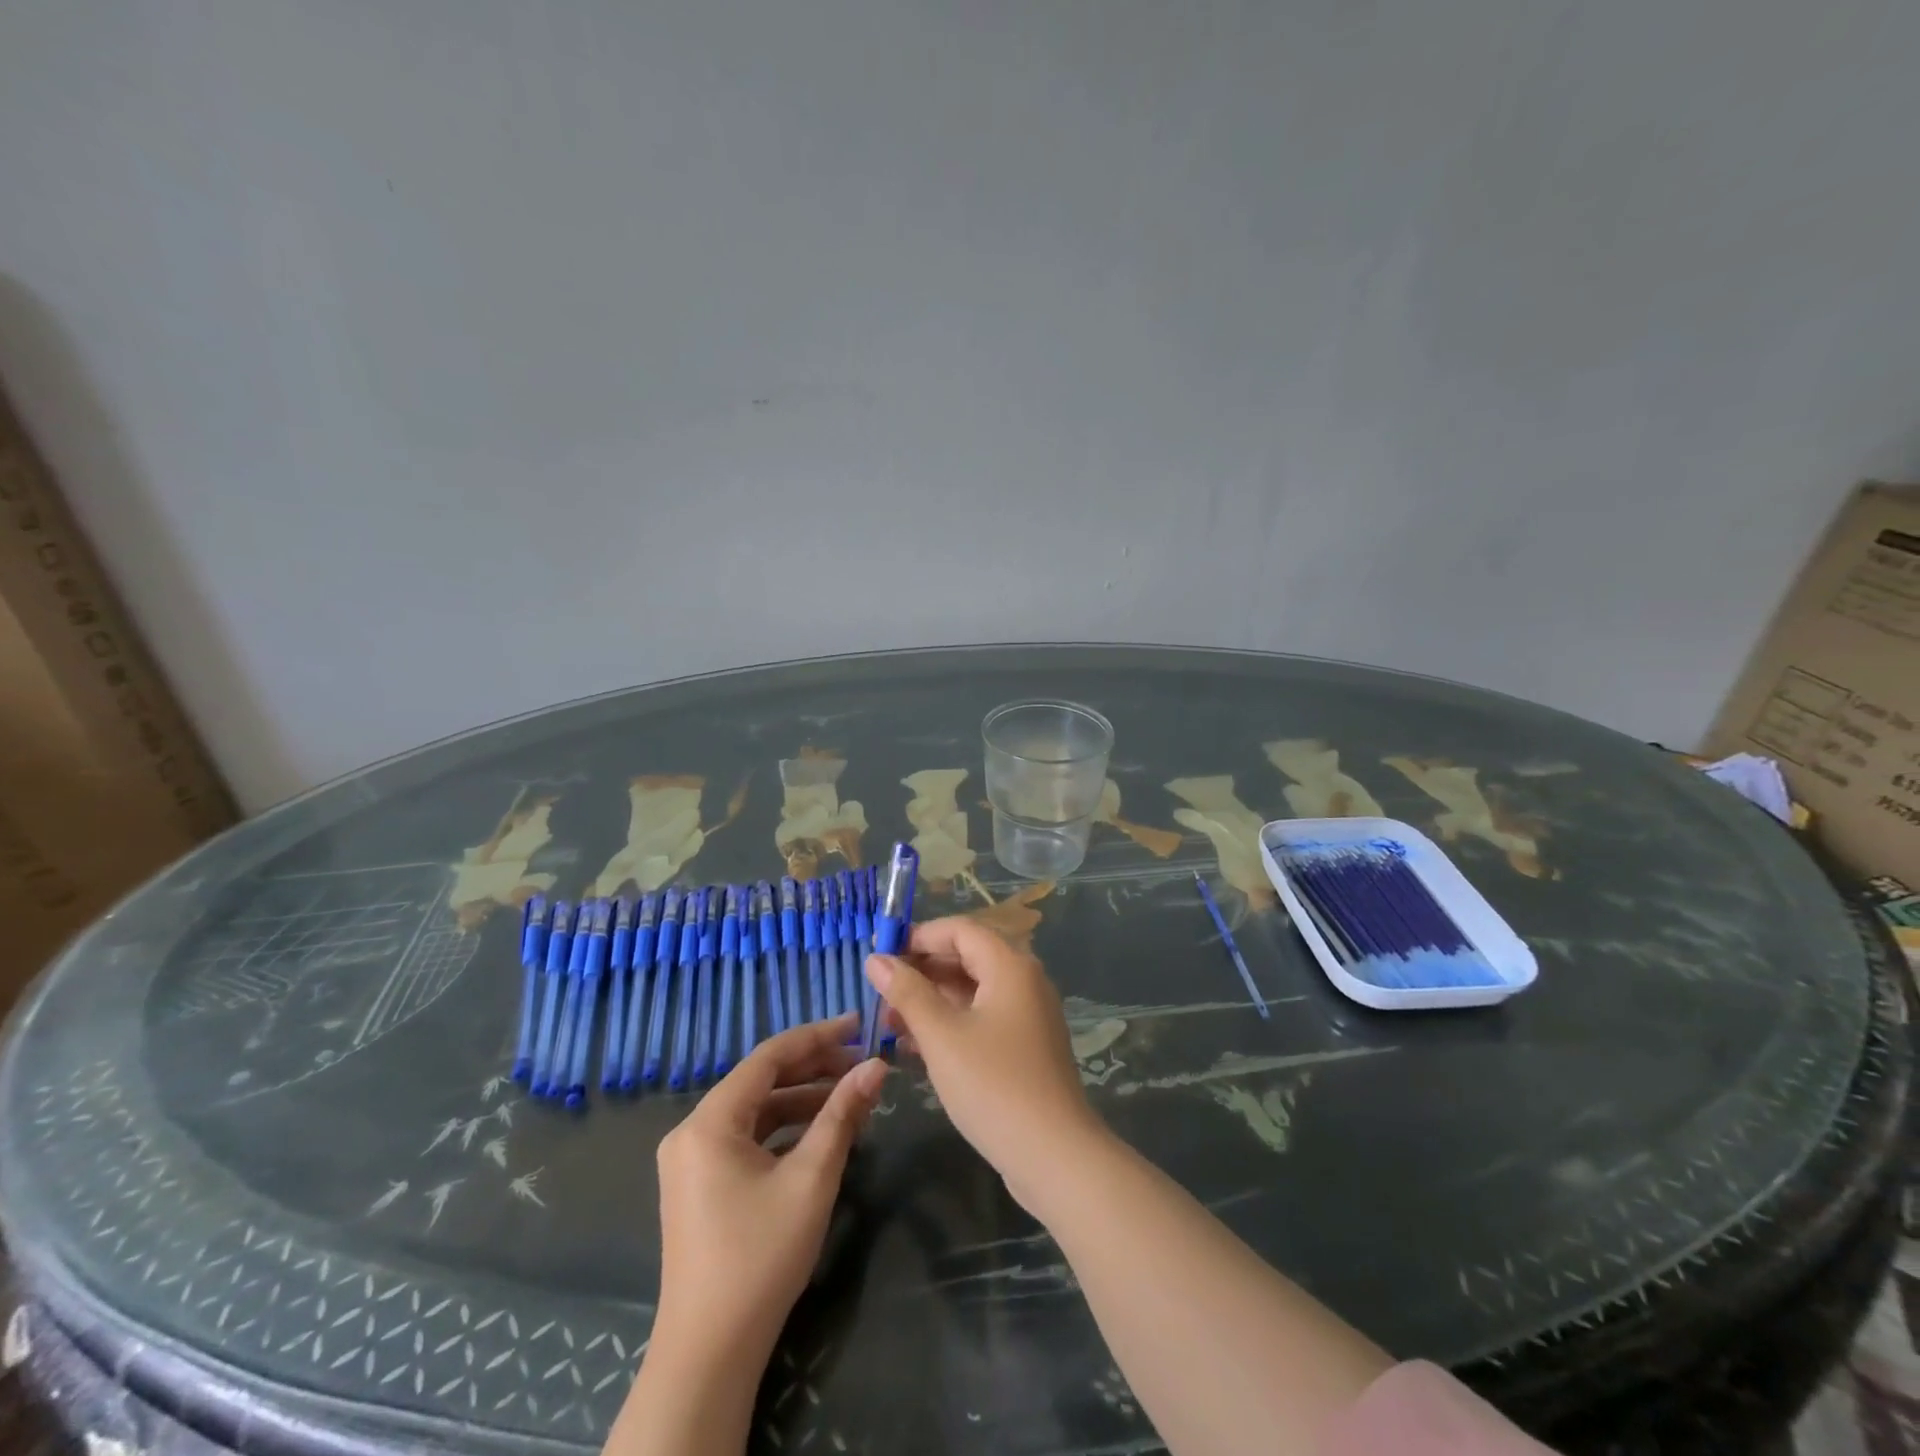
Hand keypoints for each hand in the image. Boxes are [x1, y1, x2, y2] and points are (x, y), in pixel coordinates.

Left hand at [652, 1014, 887, 1365]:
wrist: (710, 1354)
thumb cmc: (761, 1256)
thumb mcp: (811, 1178)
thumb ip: (843, 1114)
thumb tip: (876, 1065)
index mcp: (709, 1121)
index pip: (769, 1057)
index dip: (816, 1036)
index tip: (858, 1024)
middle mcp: (693, 1131)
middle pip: (760, 1080)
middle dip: (813, 1068)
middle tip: (862, 1061)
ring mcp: (692, 1161)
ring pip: (755, 1110)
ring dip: (802, 1099)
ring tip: (850, 1095)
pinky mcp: (700, 1185)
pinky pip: (747, 1137)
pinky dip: (784, 1129)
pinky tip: (820, 1132)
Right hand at [866, 917, 1103, 1209]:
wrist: (1055, 1157)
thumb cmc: (993, 1085)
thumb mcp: (941, 1036)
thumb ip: (907, 992)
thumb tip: (875, 958)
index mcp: (1010, 966)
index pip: (959, 930)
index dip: (918, 936)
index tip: (879, 955)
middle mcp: (1023, 981)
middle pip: (966, 958)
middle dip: (921, 972)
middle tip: (878, 993)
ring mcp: (1027, 1015)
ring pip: (972, 992)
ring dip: (931, 1002)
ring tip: (887, 1023)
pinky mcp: (1025, 1047)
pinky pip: (981, 1020)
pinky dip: (950, 1025)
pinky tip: (914, 1048)